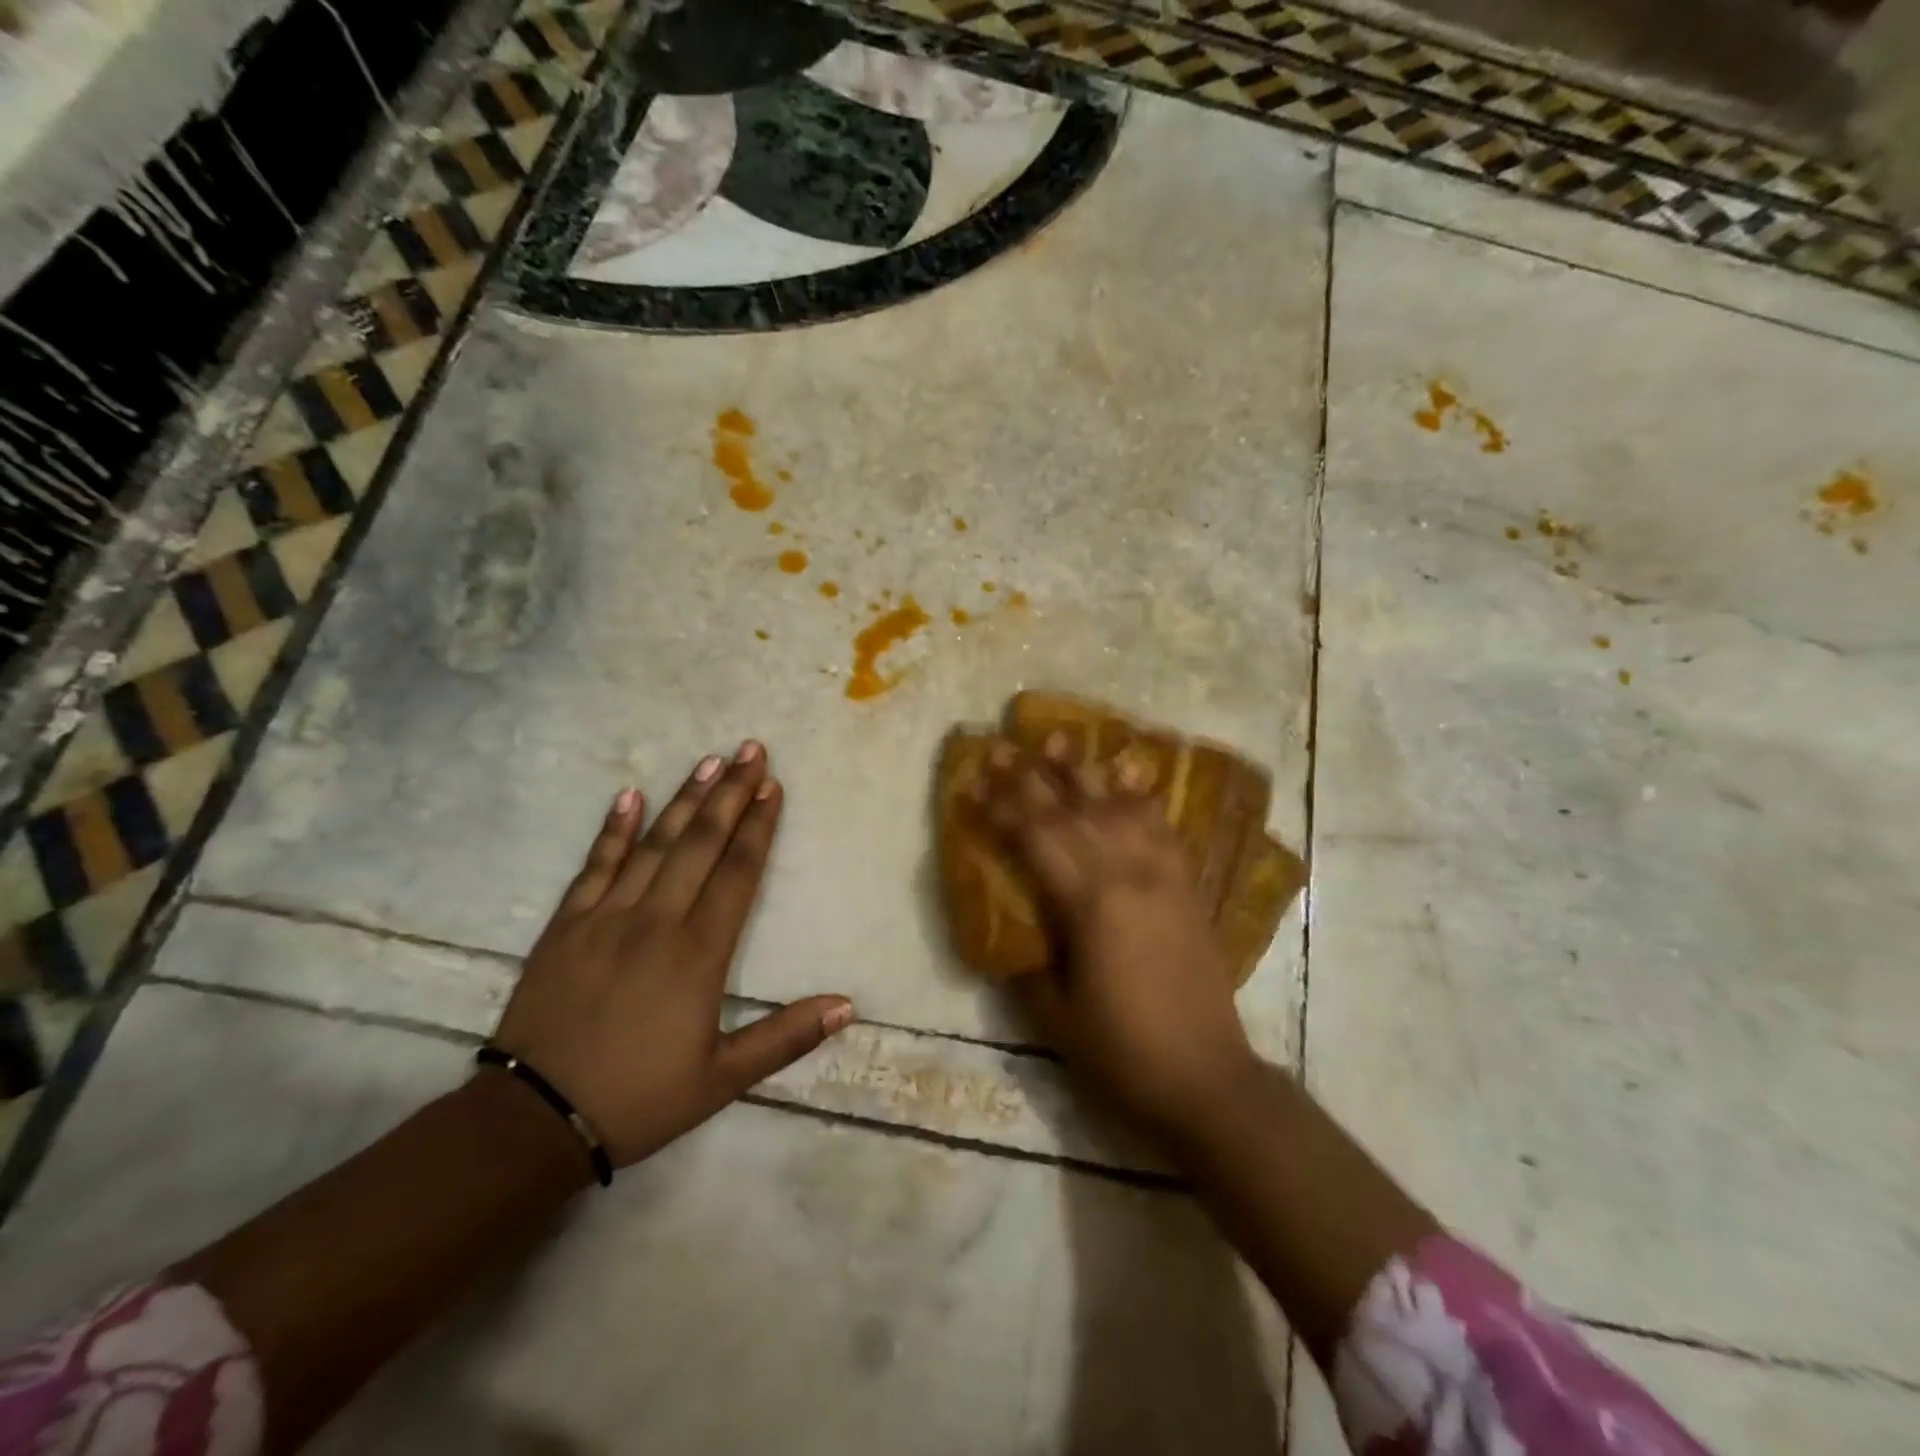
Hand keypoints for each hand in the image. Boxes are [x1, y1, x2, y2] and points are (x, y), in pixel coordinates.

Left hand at [491, 742, 853, 1166]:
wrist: (533, 1121)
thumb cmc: (638, 1098)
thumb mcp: (722, 1079)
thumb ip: (787, 1037)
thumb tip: (847, 1004)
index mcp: (699, 953)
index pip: (738, 873)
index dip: (758, 826)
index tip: (773, 786)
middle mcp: (657, 921)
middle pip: (701, 844)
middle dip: (730, 793)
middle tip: (750, 750)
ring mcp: (606, 917)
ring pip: (654, 844)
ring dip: (684, 800)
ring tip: (707, 761)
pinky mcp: (565, 926)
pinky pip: (594, 865)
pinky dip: (613, 829)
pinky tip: (629, 795)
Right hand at [980, 739, 1259, 1144]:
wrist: (1206, 1078)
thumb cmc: (1121, 1051)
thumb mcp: (1054, 1013)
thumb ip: (1028, 960)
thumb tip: (1012, 928)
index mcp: (1088, 905)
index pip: (1034, 840)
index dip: (1000, 808)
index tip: (973, 781)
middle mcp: (1125, 876)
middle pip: (1070, 812)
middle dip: (1031, 777)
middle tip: (1003, 746)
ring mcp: (1162, 877)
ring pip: (1117, 807)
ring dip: (1086, 772)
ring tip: (1061, 739)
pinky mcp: (1186, 888)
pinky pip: (1162, 828)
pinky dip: (1141, 797)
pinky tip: (1130, 775)